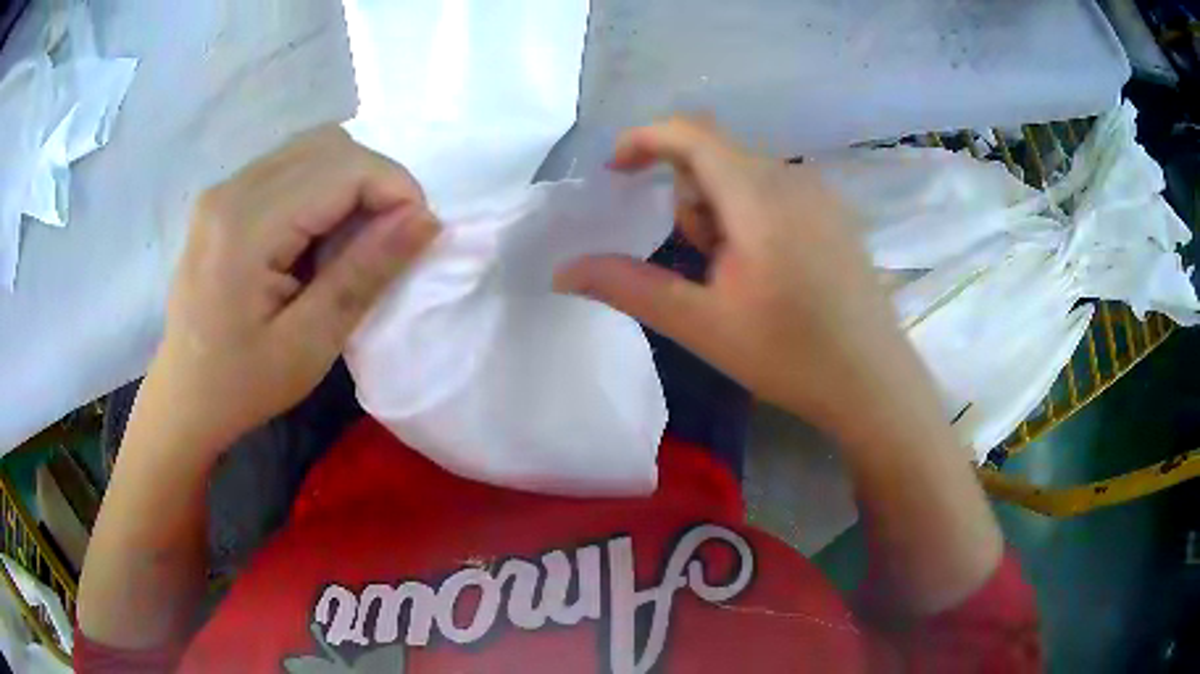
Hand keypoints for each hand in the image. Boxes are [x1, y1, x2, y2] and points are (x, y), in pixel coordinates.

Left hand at [150, 126, 438, 450]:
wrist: (184, 398)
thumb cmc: (242, 386)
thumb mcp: (309, 344)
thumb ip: (364, 274)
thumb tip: (426, 219)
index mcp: (246, 227)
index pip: (342, 168)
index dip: (395, 188)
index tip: (418, 234)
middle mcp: (231, 189)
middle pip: (329, 146)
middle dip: (376, 181)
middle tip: (387, 240)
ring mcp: (224, 189)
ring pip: (312, 149)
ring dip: (350, 182)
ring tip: (352, 240)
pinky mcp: (224, 198)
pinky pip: (290, 166)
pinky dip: (322, 188)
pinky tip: (317, 235)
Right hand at [555, 118, 909, 441]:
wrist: (873, 382)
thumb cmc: (789, 355)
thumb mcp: (701, 324)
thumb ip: (628, 287)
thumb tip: (563, 271)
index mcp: (758, 196)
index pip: (690, 132)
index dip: (643, 139)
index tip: (615, 172)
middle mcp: (792, 177)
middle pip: (714, 155)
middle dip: (688, 197)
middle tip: (701, 263)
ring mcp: (820, 192)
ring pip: (743, 174)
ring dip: (719, 210)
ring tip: (737, 275)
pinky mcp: (835, 212)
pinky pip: (774, 190)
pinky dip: (750, 214)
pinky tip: (770, 270)